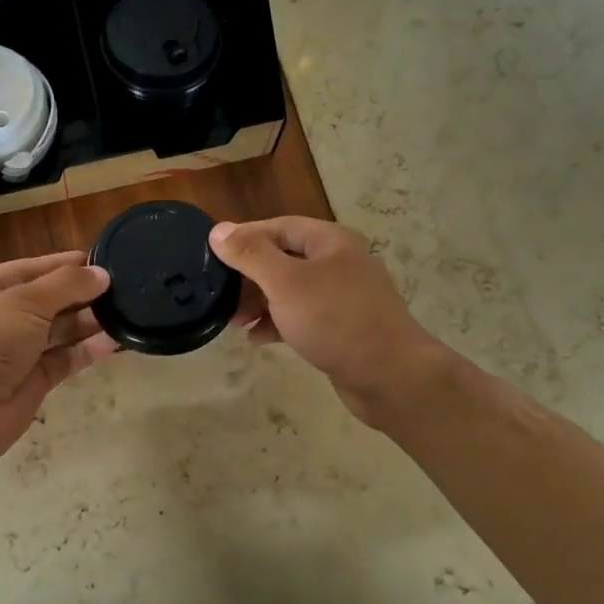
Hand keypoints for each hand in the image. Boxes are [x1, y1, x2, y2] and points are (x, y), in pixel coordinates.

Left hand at [0, 250, 117, 465]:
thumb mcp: (25, 301)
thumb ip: (67, 285)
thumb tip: (101, 273)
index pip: (28, 268)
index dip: (63, 265)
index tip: (101, 261)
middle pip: (45, 300)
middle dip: (81, 294)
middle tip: (122, 288)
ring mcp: (13, 351)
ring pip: (57, 331)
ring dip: (88, 322)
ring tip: (125, 312)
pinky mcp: (31, 380)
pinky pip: (64, 359)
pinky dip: (87, 350)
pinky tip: (115, 341)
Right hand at [210, 217, 443, 428]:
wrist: (390, 376)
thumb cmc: (335, 320)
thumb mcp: (285, 283)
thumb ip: (250, 255)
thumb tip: (219, 231)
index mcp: (330, 242)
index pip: (278, 227)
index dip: (244, 238)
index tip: (212, 255)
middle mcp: (339, 263)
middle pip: (283, 259)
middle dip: (249, 277)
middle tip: (220, 295)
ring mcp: (343, 298)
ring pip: (290, 291)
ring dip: (259, 303)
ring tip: (233, 322)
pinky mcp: (342, 328)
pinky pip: (302, 317)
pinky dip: (278, 323)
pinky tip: (258, 339)